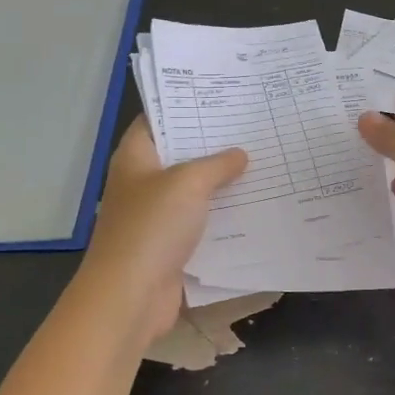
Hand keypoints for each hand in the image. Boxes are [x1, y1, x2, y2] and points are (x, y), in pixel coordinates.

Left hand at [79, 117, 247, 339]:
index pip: (158, 120)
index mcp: (135, 158)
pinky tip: (255, 206)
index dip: (185, 107)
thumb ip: (217, 164)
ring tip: (264, 162)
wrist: (131, 296)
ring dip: (223, 183)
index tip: (222, 99)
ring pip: (194, 191)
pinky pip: (202, 223)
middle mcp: (143, 183)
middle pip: (180, 155)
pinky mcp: (171, 246)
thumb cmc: (152, 227)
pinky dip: (224, 216)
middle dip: (214, 145)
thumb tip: (240, 154)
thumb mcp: (188, 183)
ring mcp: (156, 216)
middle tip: (253, 128)